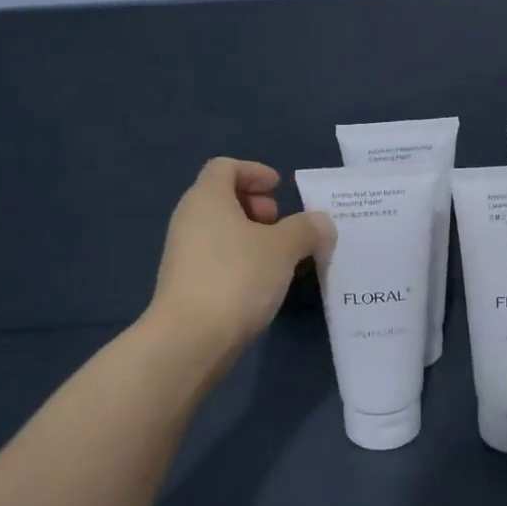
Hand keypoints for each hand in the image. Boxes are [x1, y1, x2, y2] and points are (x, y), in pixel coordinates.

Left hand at [147, 158, 333, 358]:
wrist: (190, 338)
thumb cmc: (237, 277)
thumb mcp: (284, 248)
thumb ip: (306, 229)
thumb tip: (322, 222)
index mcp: (207, 198)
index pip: (225, 167)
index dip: (254, 172)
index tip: (280, 189)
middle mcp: (189, 219)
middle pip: (222, 197)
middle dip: (256, 206)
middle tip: (281, 224)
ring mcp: (183, 253)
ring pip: (220, 230)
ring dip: (251, 236)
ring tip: (281, 257)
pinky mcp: (186, 283)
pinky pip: (217, 257)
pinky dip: (241, 259)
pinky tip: (263, 283)